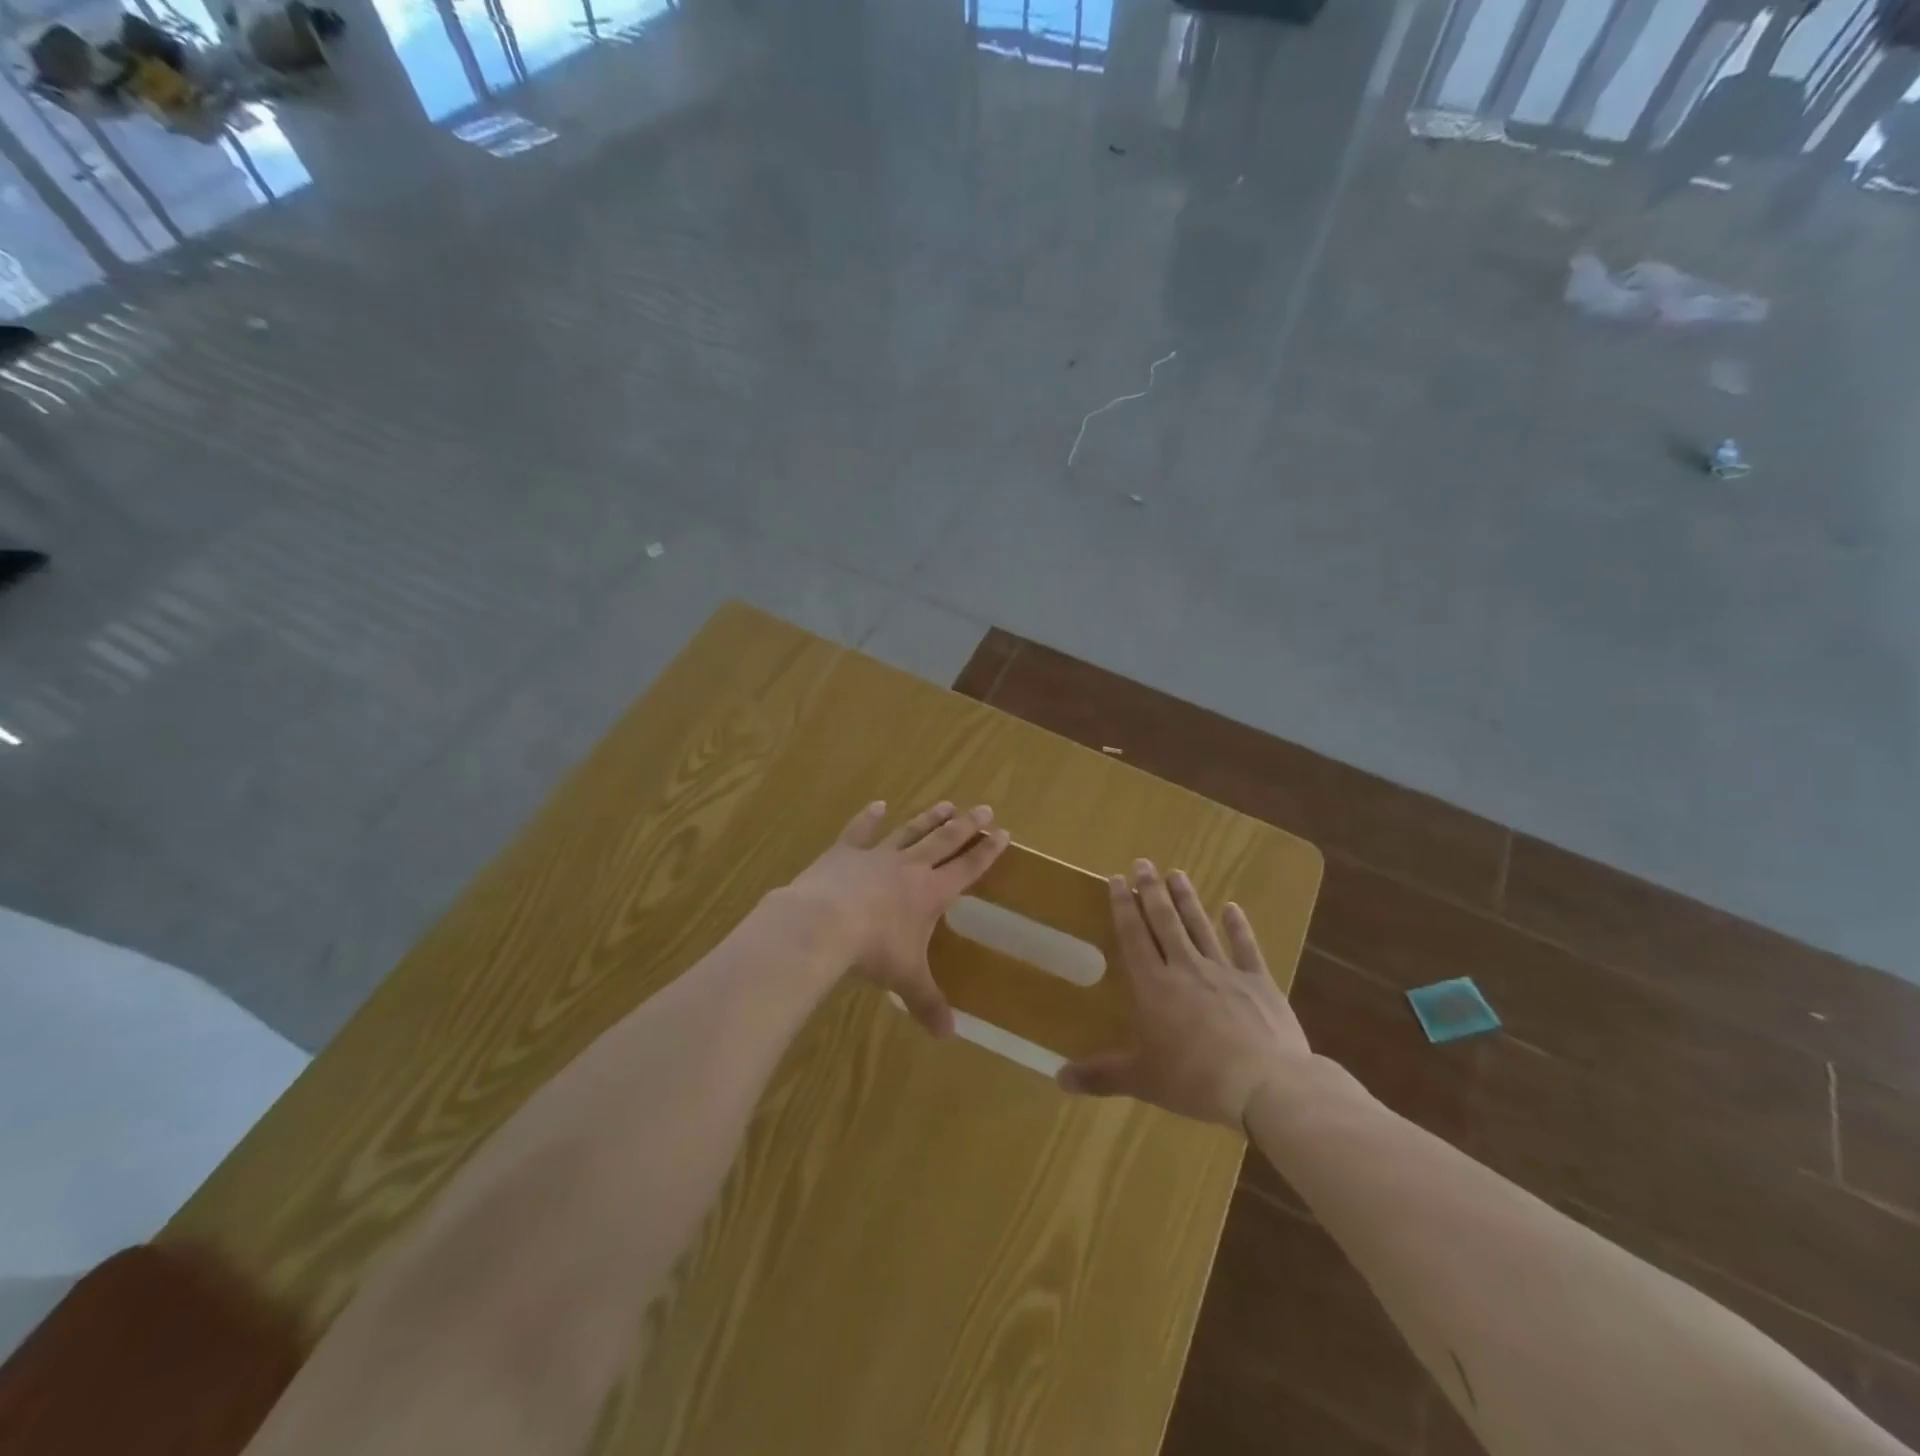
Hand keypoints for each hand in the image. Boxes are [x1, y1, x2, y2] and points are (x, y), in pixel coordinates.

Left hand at [781, 800, 1009, 1035]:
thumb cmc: (873, 950)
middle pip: (944, 840)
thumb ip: (927, 1003)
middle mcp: (909, 867)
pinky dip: (869, 817)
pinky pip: (860, 831)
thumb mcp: (905, 979)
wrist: (823, 923)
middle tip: (984, 808)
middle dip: (966, 826)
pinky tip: (877, 805)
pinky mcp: (844, 852)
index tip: (1004, 833)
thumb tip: (948, 1036)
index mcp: (931, 892)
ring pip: (909, 831)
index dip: (987, 852)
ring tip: (946, 804)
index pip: (967, 868)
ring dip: (929, 818)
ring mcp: (876, 855)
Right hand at [1057, 859, 1308, 1128]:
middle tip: (1143, 862)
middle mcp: (1186, 969)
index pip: (1134, 937)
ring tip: (1176, 873)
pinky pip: (1246, 948)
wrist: (1266, 1084)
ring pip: (1200, 926)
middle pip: (1165, 922)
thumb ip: (1101, 1076)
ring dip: (1187, 899)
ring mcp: (1224, 972)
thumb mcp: (1143, 1080)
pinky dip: (1239, 927)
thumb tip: (1058, 1078)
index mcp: (1155, 987)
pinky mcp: (1258, 982)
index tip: (1117, 879)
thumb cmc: (1196, 1080)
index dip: (1124, 907)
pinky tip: (1233, 908)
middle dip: (1151, 891)